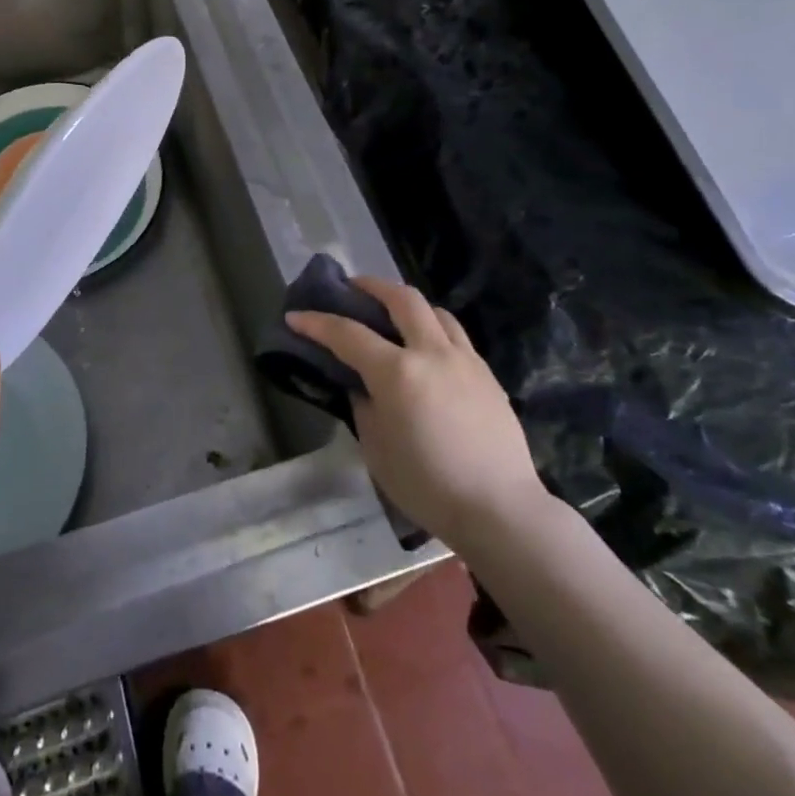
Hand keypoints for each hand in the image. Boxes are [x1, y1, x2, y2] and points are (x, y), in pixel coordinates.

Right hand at [287, 277, 546, 547]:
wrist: (499, 509)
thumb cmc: (427, 485)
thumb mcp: (376, 449)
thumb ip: (363, 407)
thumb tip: (362, 386)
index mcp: (398, 372)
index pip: (348, 334)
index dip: (317, 323)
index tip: (295, 316)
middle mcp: (432, 353)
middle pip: (402, 299)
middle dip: (371, 286)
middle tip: (352, 288)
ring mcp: (465, 360)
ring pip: (435, 311)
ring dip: (408, 304)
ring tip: (394, 314)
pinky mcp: (487, 375)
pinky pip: (456, 336)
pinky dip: (434, 329)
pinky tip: (427, 351)